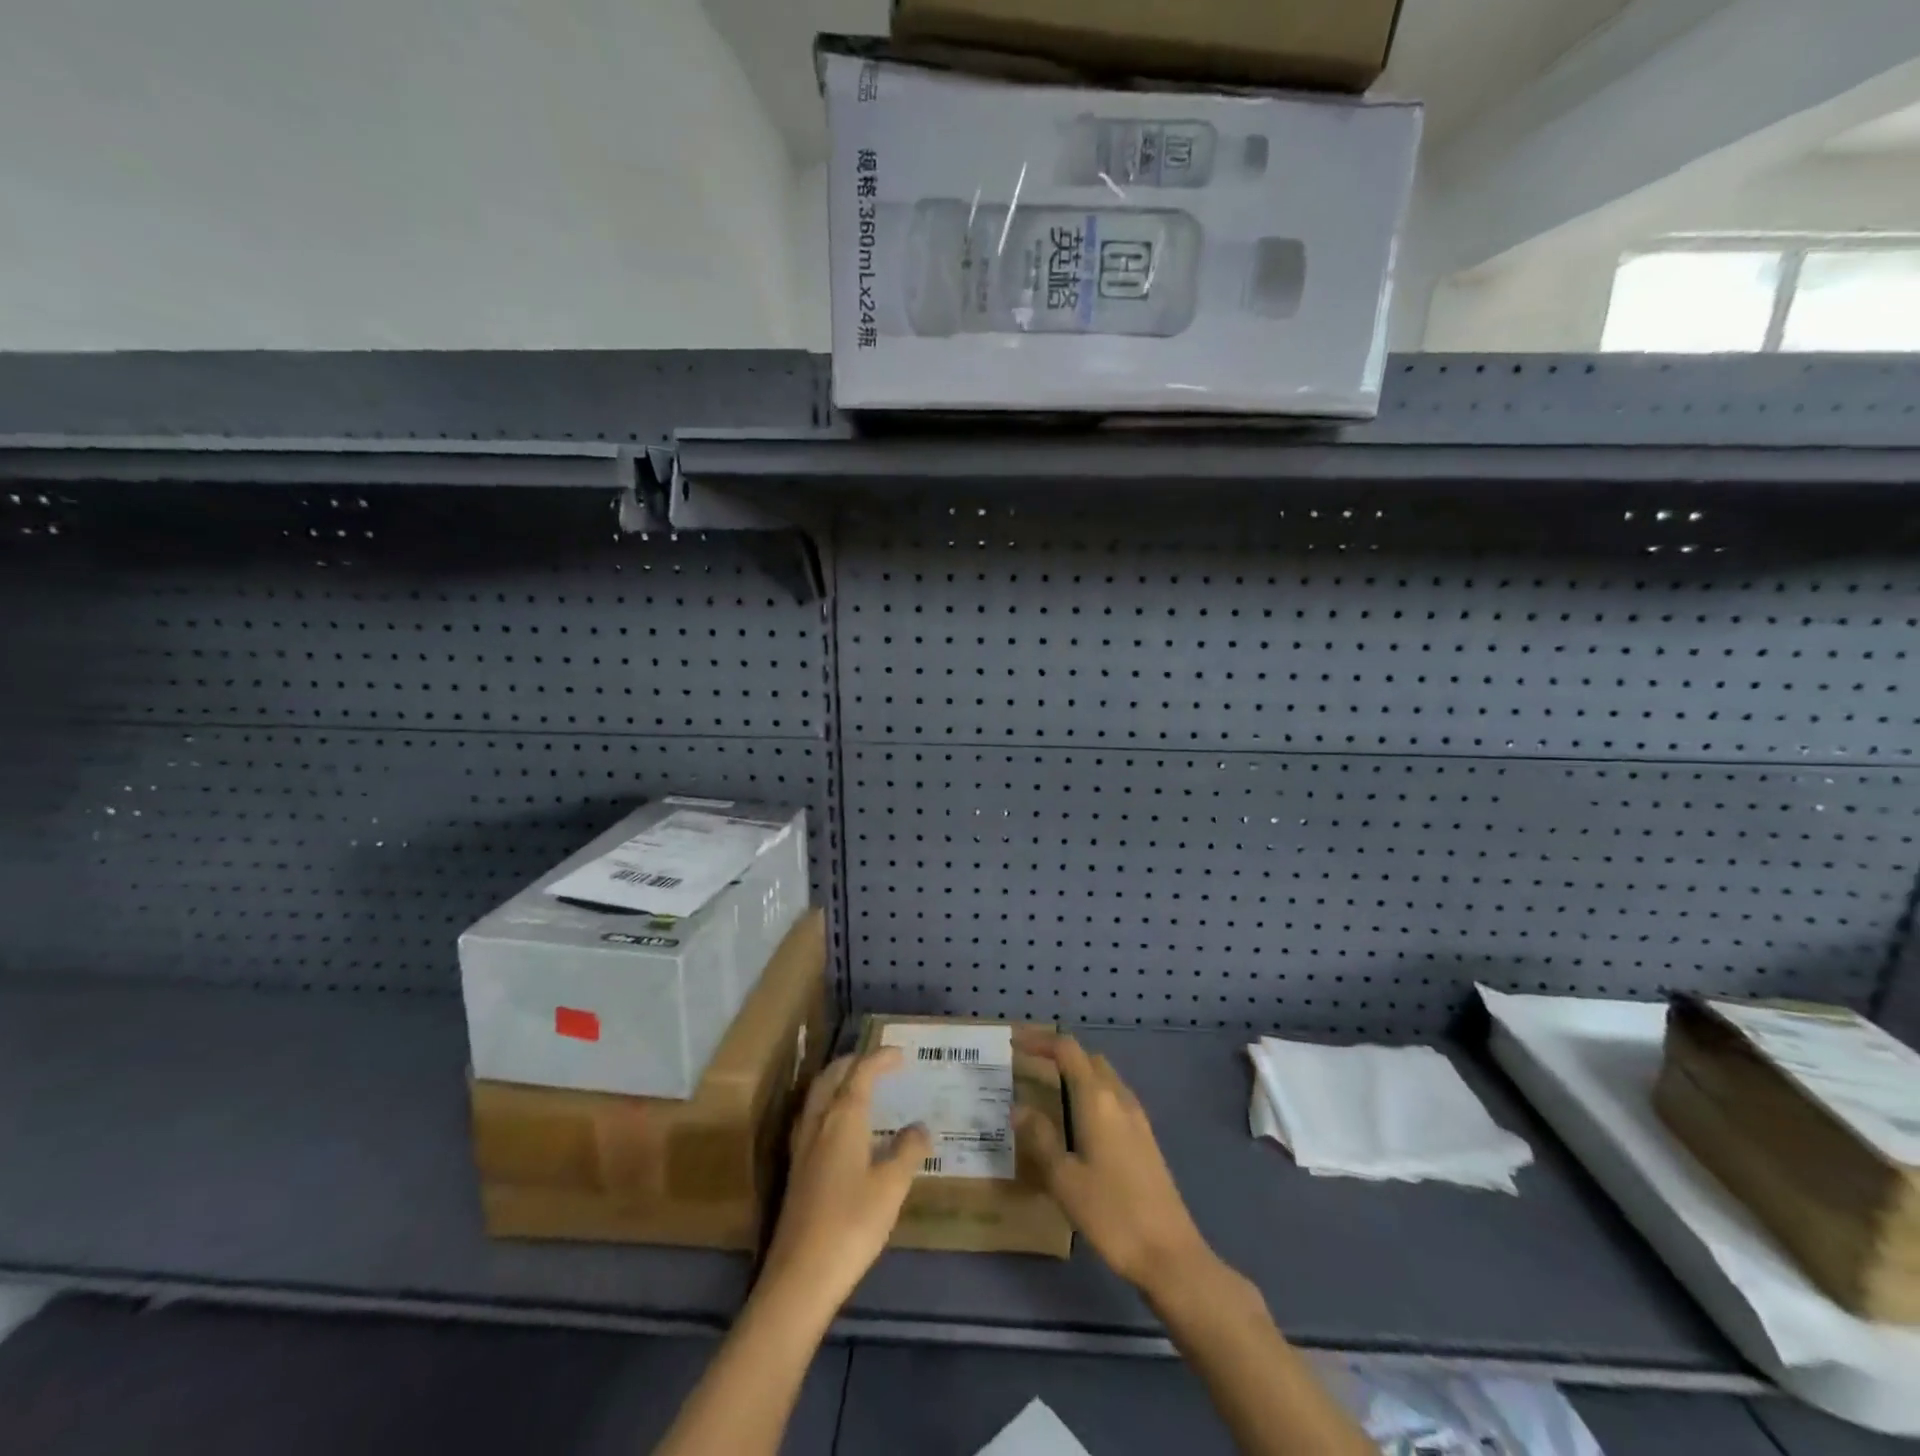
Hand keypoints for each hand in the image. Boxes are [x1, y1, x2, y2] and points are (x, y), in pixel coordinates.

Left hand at [760, 1048, 930, 1317]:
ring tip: (859, 1085)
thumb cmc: (851, 1224)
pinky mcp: (797, 1170)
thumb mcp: (891, 1187)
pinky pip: (813, 1117)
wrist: (800, 1277)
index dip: (880, 1058)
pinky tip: (840, 1128)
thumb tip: (920, 1127)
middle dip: (854, 1063)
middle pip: (832, 1077)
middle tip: (878, 1062)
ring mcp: (803, 1147)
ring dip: (838, 1081)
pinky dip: (830, 1105)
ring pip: (818, 1096)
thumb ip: (907, 1151)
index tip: (901, 1054)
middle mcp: (818, 1123)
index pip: (861, 1073)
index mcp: (842, 1118)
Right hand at [1014, 1028, 1213, 1298]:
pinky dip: (1090, 1093)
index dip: (1040, 1040)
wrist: (1170, 1254)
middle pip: (1087, 1058)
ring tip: (1046, 1090)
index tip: (1013, 1041)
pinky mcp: (1145, 1138)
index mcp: (1097, 1098)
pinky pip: (1112, 1097)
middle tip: (1026, 1065)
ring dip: (1075, 1073)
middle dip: (1057, 1054)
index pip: (1067, 1050)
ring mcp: (1136, 1117)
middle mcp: (1119, 1097)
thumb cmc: (1111, 1213)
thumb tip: (1019, 1108)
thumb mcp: (1064, 1179)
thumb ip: (1040, 1138)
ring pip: (1103, 1077)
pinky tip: (1076, 1122)